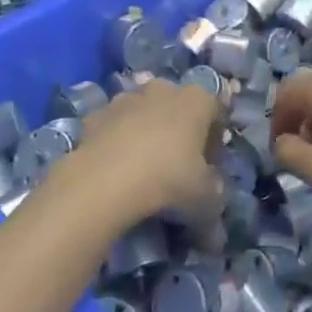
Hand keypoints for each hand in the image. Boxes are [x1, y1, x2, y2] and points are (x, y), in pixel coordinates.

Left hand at [73, 80, 222, 225]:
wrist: (104, 181)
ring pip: (143, 112)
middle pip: (178, 107)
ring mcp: (126, 98)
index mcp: (197, 100)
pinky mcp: (96, 115)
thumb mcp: (205, 198)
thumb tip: (215, 222)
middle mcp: (164, 90)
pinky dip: (117, 141)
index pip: (216, 112)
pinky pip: (114, 126)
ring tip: (143, 168)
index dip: (215, 140)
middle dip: (180, 130)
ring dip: (146, 132)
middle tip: (178, 165)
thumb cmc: (168, 179)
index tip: (209, 166)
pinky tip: (116, 169)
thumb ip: (214, 200)